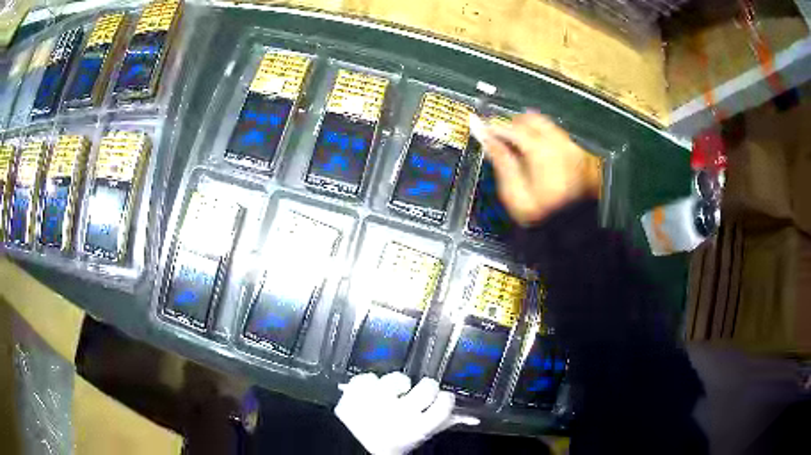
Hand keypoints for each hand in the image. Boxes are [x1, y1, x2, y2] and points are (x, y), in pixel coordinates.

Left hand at [334, 372, 478, 454]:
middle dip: (422, 390)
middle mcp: (400, 412)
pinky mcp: (355, 389)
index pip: (446, 401)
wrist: (349, 445)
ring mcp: (376, 398)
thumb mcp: (418, 438)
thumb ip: (443, 423)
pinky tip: (367, 395)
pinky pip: (369, 376)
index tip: (436, 401)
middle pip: (428, 385)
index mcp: (418, 427)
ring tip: (385, 399)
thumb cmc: (388, 445)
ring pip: (398, 377)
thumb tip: (472, 417)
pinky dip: (368, 384)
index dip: (442, 400)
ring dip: (393, 386)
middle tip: (412, 399)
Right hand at [482, 113, 600, 225]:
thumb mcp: (515, 193)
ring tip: (518, 147)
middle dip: (513, 124)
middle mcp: (559, 143)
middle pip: (532, 119)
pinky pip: (558, 137)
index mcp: (541, 150)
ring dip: (530, 130)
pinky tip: (538, 155)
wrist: (574, 230)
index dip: (494, 127)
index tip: (481, 128)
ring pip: (547, 125)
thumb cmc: (541, 215)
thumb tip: (486, 138)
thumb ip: (501, 160)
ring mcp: (572, 148)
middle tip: (501, 137)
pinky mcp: (579, 155)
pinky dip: (544, 138)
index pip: (512, 128)